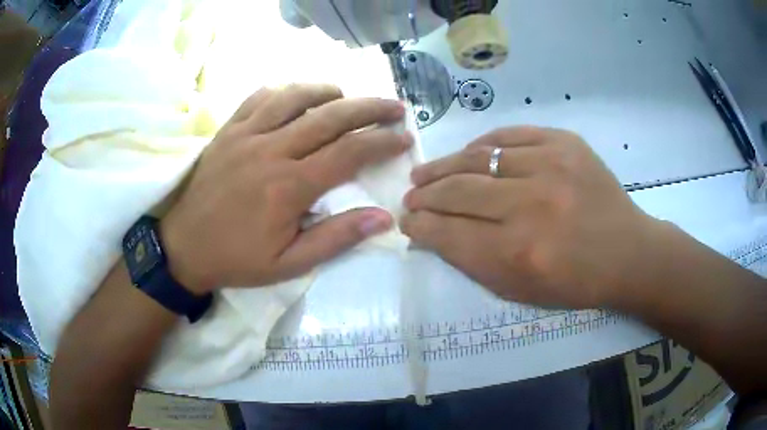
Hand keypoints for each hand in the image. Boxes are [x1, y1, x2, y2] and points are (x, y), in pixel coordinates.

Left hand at [161, 84, 411, 293]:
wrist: (183, 247)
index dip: (382, 142)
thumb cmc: (237, 259)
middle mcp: (270, 150)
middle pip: (330, 116)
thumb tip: (384, 218)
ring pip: (295, 97)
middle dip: (369, 108)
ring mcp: (245, 135)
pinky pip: (259, 97)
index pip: (349, 154)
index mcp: (288, 187)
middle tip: (395, 107)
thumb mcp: (289, 264)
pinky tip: (296, 97)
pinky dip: (284, 91)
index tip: (404, 138)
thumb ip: (336, 238)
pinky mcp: (227, 130)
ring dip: (328, 91)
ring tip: (347, 96)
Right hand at [401, 127, 659, 308]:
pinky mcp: (564, 143)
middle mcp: (531, 207)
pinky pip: (507, 135)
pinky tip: (468, 155)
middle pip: (456, 191)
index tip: (407, 221)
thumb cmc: (575, 283)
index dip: (420, 226)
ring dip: (443, 167)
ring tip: (426, 173)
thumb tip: (434, 232)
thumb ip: (472, 262)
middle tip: (412, 197)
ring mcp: (550, 166)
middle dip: (424, 195)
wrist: (627, 252)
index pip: (448, 233)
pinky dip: (480, 145)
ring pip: (476, 158)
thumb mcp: (519, 291)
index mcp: (519, 254)